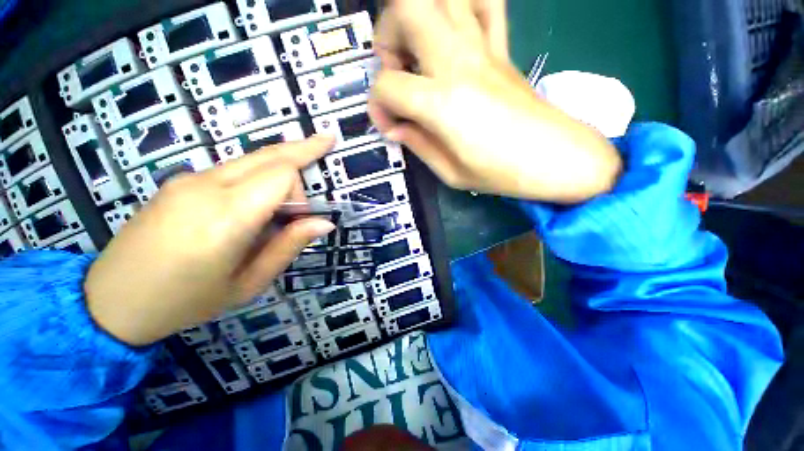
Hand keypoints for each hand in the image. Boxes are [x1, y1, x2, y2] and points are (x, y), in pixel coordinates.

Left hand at [85, 136, 335, 345]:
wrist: (112, 301)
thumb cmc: (187, 301)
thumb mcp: (249, 282)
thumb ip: (289, 246)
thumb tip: (325, 223)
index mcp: (226, 217)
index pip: (281, 175)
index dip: (301, 192)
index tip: (300, 218)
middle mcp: (206, 186)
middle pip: (268, 154)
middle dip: (302, 148)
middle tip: (328, 138)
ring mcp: (188, 179)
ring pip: (251, 159)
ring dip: (279, 168)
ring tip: (292, 193)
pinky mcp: (179, 181)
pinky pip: (232, 169)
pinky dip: (258, 176)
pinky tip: (258, 202)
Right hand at [369, 0, 621, 202]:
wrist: (554, 158)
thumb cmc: (500, 173)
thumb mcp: (450, 173)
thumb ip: (417, 144)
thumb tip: (396, 127)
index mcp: (443, 104)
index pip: (387, 86)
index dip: (377, 107)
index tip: (390, 127)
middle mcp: (459, 63)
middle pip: (407, 8)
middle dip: (386, 36)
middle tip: (395, 70)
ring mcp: (484, 48)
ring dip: (417, 16)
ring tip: (417, 51)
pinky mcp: (502, 48)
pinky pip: (483, 2)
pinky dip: (460, 6)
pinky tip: (452, 33)